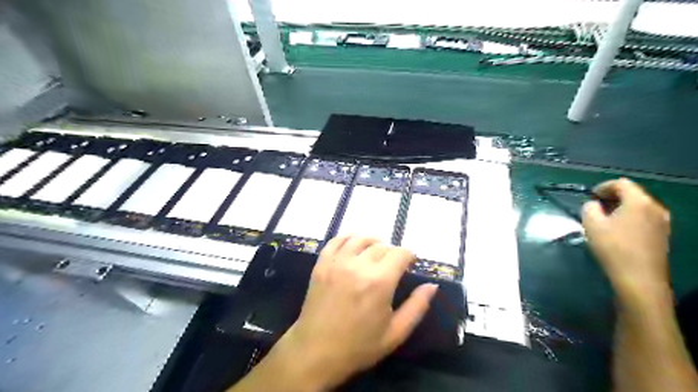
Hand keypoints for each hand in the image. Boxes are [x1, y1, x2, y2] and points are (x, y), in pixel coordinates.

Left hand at [268, 236, 434, 387]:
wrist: (316, 352)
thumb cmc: (359, 346)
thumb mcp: (395, 333)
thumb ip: (417, 307)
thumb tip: (432, 285)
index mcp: (380, 282)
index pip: (400, 253)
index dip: (409, 256)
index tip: (411, 264)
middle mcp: (358, 265)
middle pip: (382, 246)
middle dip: (392, 253)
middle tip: (393, 266)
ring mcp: (337, 262)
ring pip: (360, 239)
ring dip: (372, 243)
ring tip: (375, 253)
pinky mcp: (321, 264)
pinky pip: (336, 241)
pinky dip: (348, 239)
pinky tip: (353, 247)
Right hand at [582, 179, 673, 301]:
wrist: (639, 278)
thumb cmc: (613, 248)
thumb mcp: (591, 224)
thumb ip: (589, 208)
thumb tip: (594, 205)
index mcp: (639, 202)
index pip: (621, 183)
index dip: (603, 186)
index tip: (590, 195)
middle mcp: (655, 208)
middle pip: (633, 194)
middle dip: (612, 197)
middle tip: (595, 206)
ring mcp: (662, 222)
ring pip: (639, 207)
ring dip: (621, 208)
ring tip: (604, 219)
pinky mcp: (662, 235)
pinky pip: (644, 218)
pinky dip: (630, 218)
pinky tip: (617, 231)